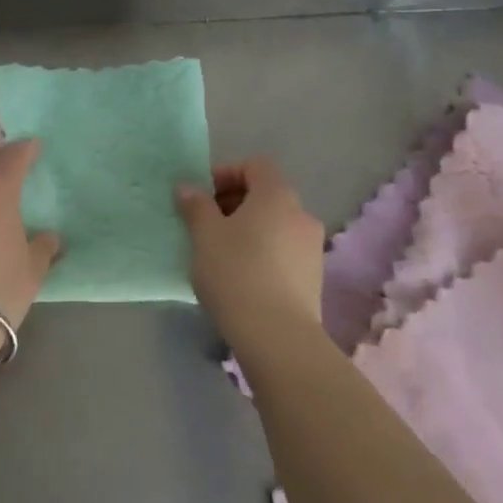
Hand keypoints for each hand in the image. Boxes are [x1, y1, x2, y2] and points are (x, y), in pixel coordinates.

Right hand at [176, 158, 324, 354]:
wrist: (277, 336)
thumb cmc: (236, 272)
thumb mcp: (205, 234)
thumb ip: (196, 205)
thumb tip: (188, 188)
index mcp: (277, 195)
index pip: (255, 166)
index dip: (226, 174)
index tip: (203, 197)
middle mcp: (301, 214)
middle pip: (266, 195)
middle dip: (234, 203)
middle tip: (206, 224)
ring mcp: (312, 247)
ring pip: (275, 225)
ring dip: (248, 230)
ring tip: (220, 253)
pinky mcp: (314, 278)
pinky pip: (283, 251)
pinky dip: (262, 252)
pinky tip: (241, 277)